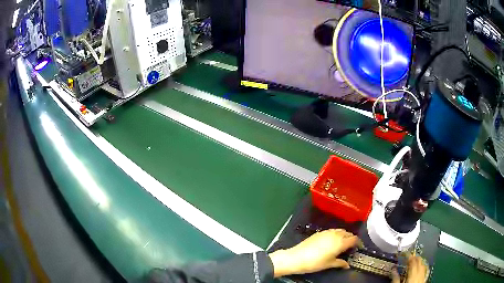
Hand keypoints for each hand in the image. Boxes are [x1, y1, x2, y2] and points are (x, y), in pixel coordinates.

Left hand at [269, 229, 357, 277]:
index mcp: (340, 242)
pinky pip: (332, 231)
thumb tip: (347, 265)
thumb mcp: (329, 264)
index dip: (359, 243)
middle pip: (348, 233)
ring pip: (340, 231)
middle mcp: (335, 234)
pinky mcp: (319, 232)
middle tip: (352, 247)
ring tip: (343, 244)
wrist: (296, 257)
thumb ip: (340, 263)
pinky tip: (333, 242)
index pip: (354, 239)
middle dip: (352, 239)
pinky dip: (336, 234)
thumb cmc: (315, 263)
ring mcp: (327, 232)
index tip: (359, 247)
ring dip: (344, 235)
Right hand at [391, 254, 427, 282]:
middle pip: (420, 262)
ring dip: (419, 262)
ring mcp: (423, 277)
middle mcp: (420, 274)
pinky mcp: (424, 281)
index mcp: (413, 274)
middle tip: (410, 256)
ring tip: (414, 261)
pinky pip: (424, 271)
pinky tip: (419, 269)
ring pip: (423, 265)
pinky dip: (421, 267)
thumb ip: (395, 278)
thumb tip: (393, 269)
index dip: (409, 256)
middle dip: (415, 258)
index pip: (413, 261)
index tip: (405, 254)